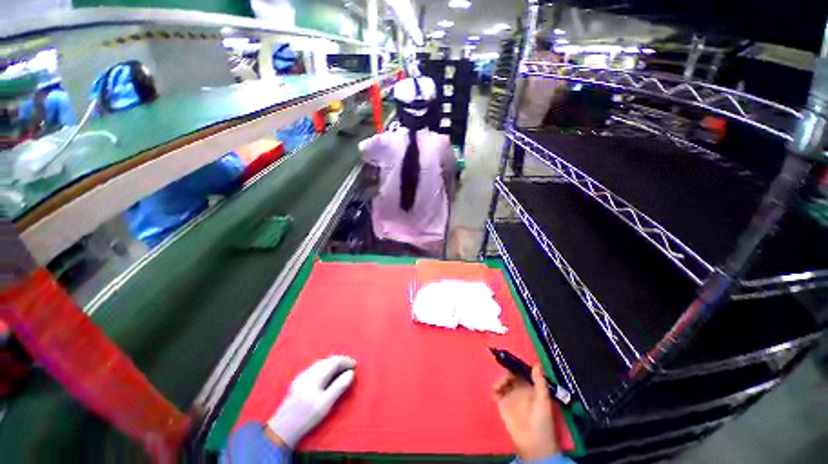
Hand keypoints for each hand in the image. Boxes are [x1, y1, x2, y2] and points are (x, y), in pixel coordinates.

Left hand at [267, 355, 355, 447]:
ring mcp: (301, 376)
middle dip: (339, 361)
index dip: (346, 361)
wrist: (282, 429)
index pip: (334, 361)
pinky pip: (314, 368)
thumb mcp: (325, 404)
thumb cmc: (306, 417)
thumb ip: (339, 387)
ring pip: (320, 363)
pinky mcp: (297, 381)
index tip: (355, 366)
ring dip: (332, 363)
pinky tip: (327, 374)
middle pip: (327, 360)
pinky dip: (324, 367)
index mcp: (315, 377)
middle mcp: (308, 372)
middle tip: (349, 367)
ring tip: (341, 369)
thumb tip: (351, 373)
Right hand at [493, 365, 557, 460]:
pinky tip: (496, 389)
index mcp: (530, 387)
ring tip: (500, 385)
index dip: (515, 365)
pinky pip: (495, 392)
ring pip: (502, 381)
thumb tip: (536, 364)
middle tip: (503, 372)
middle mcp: (519, 389)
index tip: (510, 359)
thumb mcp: (543, 400)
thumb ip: (539, 382)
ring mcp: (510, 396)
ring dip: (499, 379)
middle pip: (509, 374)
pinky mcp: (502, 404)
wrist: (533, 443)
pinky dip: (494, 387)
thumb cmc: (541, 421)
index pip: (521, 371)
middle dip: (505, 370)